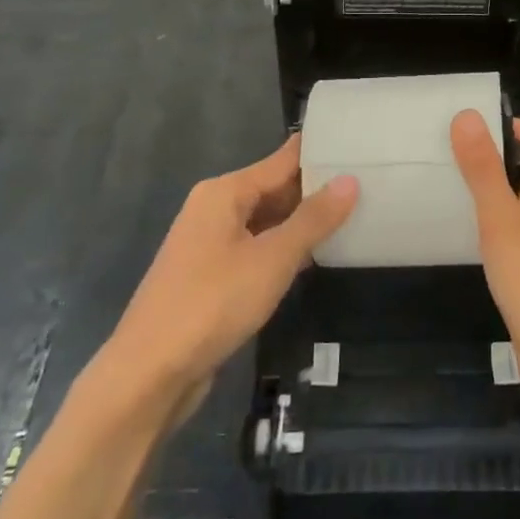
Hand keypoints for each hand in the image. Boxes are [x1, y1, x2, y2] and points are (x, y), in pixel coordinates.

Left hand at [106, 136, 357, 401]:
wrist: (150, 373)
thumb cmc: (213, 303)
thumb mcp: (272, 258)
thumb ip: (313, 219)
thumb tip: (350, 180)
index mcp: (224, 192)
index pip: (282, 160)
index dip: (319, 153)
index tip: (359, 145)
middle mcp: (215, 209)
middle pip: (274, 188)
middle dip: (316, 189)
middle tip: (369, 182)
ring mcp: (211, 244)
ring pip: (267, 221)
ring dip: (303, 222)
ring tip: (355, 214)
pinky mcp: (212, 277)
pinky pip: (257, 249)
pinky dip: (285, 249)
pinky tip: (317, 256)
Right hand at [449, 111, 519, 394]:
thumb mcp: (500, 218)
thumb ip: (483, 169)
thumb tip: (468, 115)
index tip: (495, 135)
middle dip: (505, 159)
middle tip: (462, 160)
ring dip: (498, 192)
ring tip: (456, 191)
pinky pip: (519, 233)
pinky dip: (497, 226)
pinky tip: (469, 237)